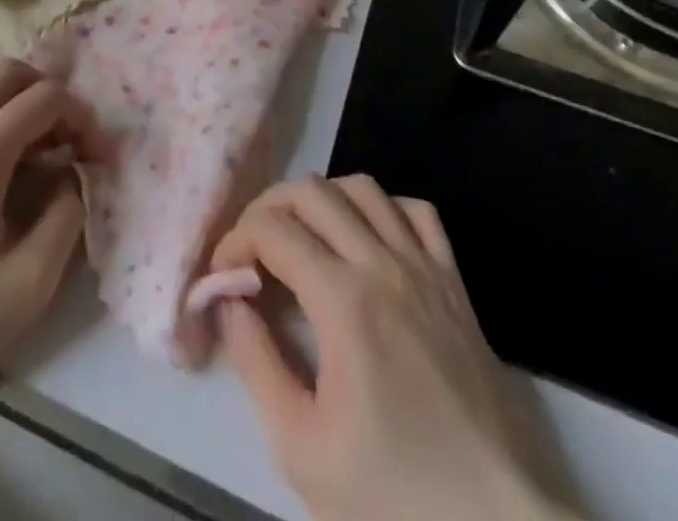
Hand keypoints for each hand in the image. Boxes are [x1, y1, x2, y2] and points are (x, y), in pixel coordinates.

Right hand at [211, 175, 581, 520]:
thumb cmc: (394, 495)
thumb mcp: (302, 449)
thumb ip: (256, 363)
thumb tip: (228, 301)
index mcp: (343, 300)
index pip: (273, 230)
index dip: (235, 240)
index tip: (222, 273)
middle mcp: (383, 264)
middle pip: (312, 192)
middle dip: (268, 208)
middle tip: (251, 248)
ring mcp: (425, 267)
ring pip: (363, 188)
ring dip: (321, 198)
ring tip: (302, 235)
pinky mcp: (455, 282)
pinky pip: (417, 211)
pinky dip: (382, 207)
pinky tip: (367, 238)